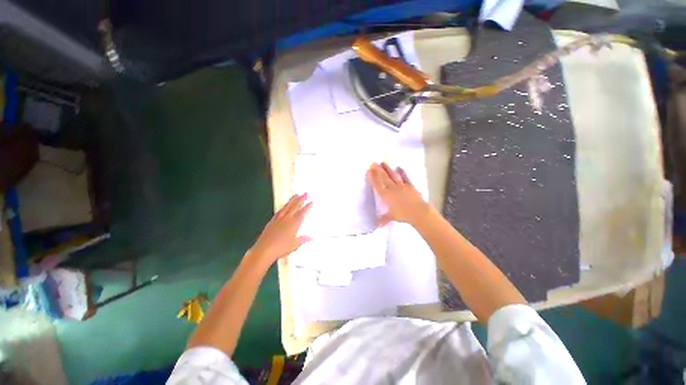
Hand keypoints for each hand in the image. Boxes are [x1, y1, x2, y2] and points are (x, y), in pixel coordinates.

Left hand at [249, 194, 312, 265]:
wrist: (264, 250)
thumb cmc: (281, 248)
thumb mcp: (294, 245)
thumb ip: (303, 240)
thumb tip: (311, 237)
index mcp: (294, 224)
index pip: (303, 212)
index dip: (308, 206)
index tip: (312, 201)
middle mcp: (287, 219)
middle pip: (295, 206)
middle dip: (301, 199)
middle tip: (306, 193)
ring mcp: (279, 219)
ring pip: (287, 206)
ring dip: (292, 200)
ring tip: (297, 194)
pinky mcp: (272, 221)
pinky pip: (279, 211)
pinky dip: (283, 207)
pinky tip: (284, 205)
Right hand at [367, 162, 430, 226]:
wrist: (418, 212)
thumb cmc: (403, 215)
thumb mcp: (392, 217)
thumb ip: (383, 219)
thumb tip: (377, 226)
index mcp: (386, 196)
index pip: (377, 185)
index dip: (372, 178)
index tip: (369, 171)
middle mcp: (392, 189)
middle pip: (384, 178)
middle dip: (378, 170)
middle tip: (373, 163)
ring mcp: (402, 186)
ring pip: (393, 176)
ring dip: (387, 169)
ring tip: (383, 162)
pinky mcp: (410, 186)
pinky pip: (405, 178)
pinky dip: (402, 173)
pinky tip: (399, 167)